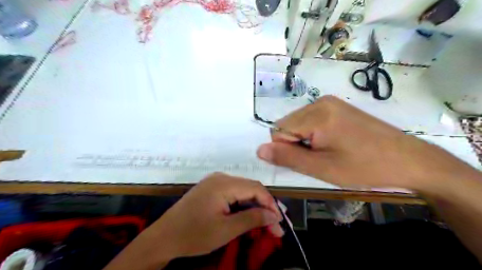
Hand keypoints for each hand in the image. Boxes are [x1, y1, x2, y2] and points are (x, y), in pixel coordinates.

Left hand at [105, 173, 283, 269]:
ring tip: (264, 222)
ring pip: (243, 191)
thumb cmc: (194, 234)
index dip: (270, 203)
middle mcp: (221, 177)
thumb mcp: (226, 230)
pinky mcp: (211, 189)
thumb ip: (252, 219)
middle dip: (264, 206)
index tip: (279, 221)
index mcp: (224, 183)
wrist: (164, 237)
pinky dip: (243, 205)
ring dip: (254, 206)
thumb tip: (274, 215)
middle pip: (250, 188)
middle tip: (275, 225)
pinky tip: (248, 215)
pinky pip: (233, 193)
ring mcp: (215, 182)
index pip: (256, 188)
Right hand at [255, 96, 477, 192]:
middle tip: (319, 158)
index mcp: (316, 114)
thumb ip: (287, 157)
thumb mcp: (321, 168)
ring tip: (328, 152)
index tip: (308, 161)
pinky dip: (314, 134)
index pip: (279, 131)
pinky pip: (312, 120)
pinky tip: (333, 143)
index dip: (287, 150)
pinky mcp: (338, 107)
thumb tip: (259, 149)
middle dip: (296, 144)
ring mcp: (330, 102)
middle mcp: (320, 102)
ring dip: (305, 140)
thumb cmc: (363, 167)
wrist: (407, 160)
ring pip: (299, 123)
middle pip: (288, 125)